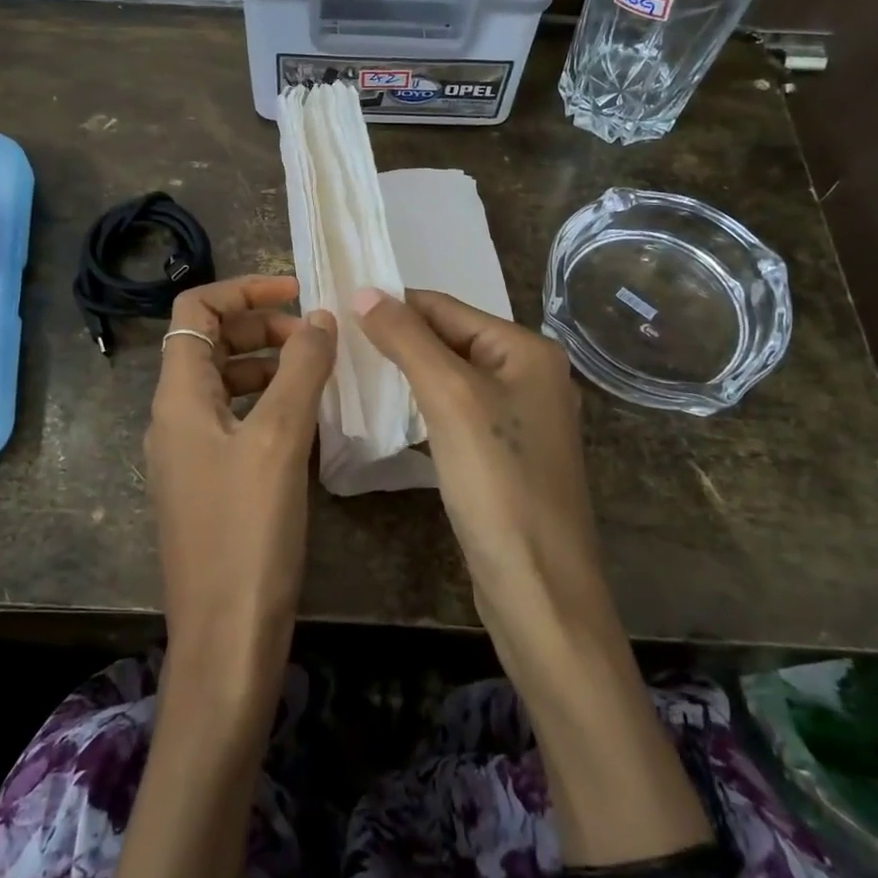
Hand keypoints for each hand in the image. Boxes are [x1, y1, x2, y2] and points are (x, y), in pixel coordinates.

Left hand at [146, 275, 336, 701]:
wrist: (226, 637)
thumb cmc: (248, 531)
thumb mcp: (278, 439)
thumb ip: (301, 370)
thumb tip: (320, 319)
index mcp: (178, 395)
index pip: (195, 309)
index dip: (244, 289)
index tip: (298, 294)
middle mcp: (174, 416)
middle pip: (211, 342)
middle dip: (263, 328)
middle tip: (317, 339)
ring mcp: (189, 452)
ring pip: (226, 383)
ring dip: (270, 366)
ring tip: (320, 376)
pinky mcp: (209, 483)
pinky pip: (236, 421)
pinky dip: (269, 405)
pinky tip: (308, 423)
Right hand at [350, 288, 608, 661]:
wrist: (538, 586)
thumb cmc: (497, 482)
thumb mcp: (449, 397)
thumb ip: (407, 339)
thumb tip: (366, 291)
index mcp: (528, 351)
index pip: (448, 308)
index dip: (394, 305)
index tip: (338, 307)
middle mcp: (532, 376)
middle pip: (452, 340)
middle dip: (400, 339)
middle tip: (338, 341)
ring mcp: (521, 419)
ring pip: (453, 378)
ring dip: (408, 373)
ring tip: (354, 371)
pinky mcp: (507, 456)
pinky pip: (458, 413)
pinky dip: (424, 407)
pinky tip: (392, 414)